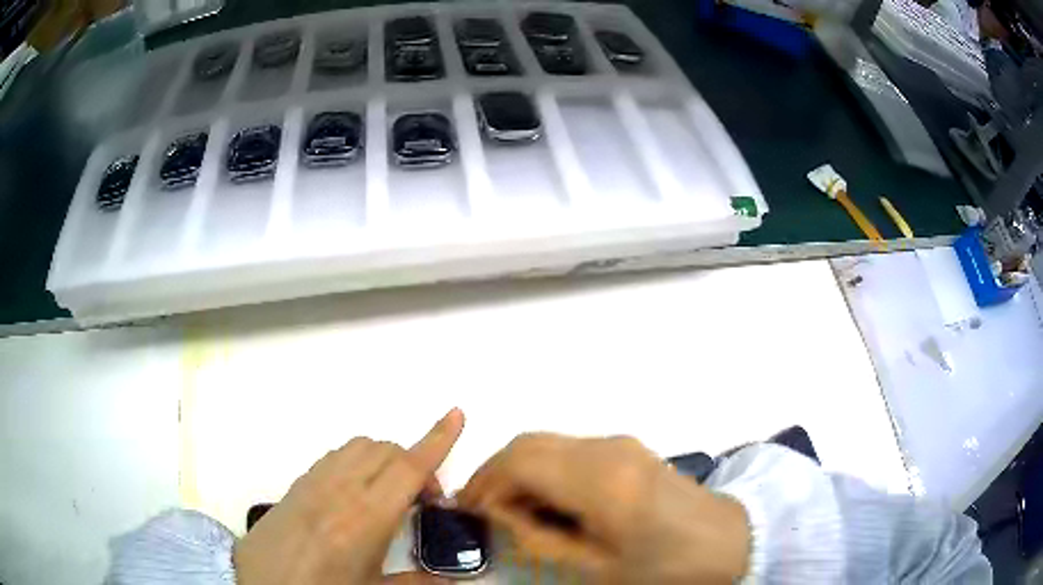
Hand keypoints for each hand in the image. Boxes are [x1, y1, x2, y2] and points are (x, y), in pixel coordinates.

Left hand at [233, 408, 465, 584]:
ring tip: (390, 494)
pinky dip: (358, 461)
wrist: (262, 583)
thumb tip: (453, 581)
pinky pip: (336, 456)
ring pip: (360, 446)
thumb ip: (418, 582)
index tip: (457, 415)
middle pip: (387, 451)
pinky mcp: (298, 482)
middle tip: (423, 501)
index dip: (438, 440)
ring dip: (385, 458)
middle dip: (415, 462)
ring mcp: (315, 482)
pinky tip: (356, 492)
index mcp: (365, 520)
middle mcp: (340, 490)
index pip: (408, 468)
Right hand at [458, 434, 750, 583]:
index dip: (485, 482)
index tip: (469, 510)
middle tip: (484, 509)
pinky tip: (547, 499)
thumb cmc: (664, 564)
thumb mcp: (596, 567)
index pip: (520, 461)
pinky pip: (569, 449)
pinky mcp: (627, 447)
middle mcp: (606, 449)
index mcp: (600, 481)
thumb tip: (502, 513)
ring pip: (547, 442)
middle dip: (496, 472)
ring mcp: (619, 443)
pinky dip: (544, 467)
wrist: (727, 540)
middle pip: (529, 442)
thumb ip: (540, 539)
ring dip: (519, 469)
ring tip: (512, 508)